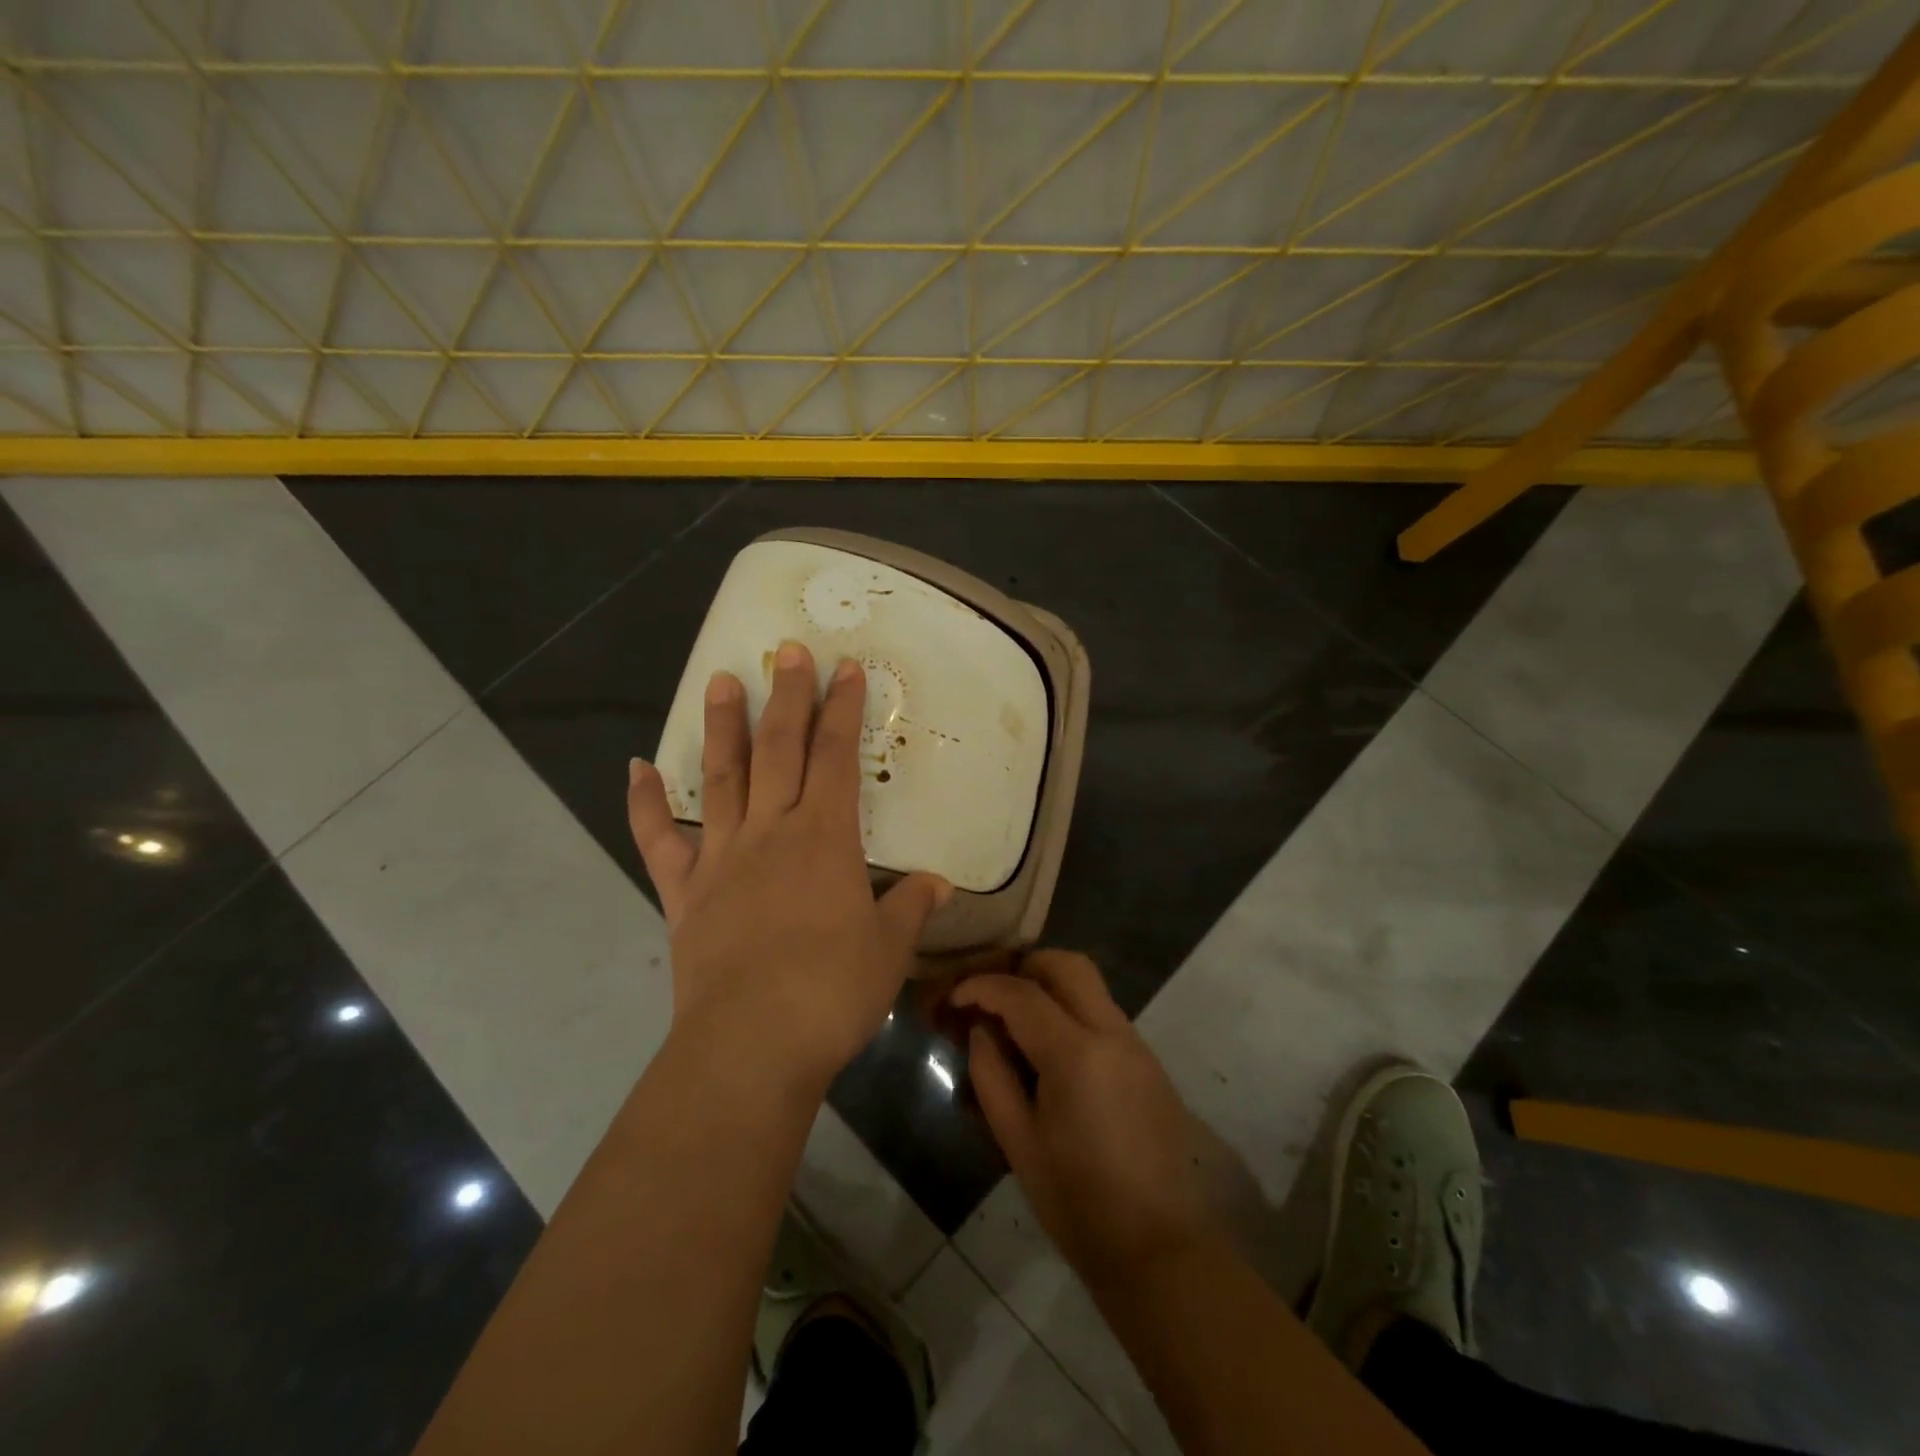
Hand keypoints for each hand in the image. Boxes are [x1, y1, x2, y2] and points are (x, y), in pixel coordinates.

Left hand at [626, 640, 950, 1093]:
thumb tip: (939, 884)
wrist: (753, 1044)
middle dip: (788, 697)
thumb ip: (911, 907)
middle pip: (780, 750)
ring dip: (723, 727)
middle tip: (788, 650)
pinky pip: (659, 840)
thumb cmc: (833, 991)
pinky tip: (635, 768)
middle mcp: (771, 832)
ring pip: (721, 778)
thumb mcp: (889, 949)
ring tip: (720, 680)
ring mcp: (721, 858)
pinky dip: (645, 803)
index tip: (846, 669)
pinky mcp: (684, 892)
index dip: (843, 710)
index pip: (838, 758)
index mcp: (825, 838)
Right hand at [955, 951, 1212, 1288]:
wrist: (1159, 1248)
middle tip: (993, 994)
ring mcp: (1136, 1044)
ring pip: (1090, 985)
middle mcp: (1112, 1033)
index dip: (982, 987)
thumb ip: (992, 1076)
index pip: (1022, 994)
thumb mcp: (1019, 1143)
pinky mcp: (1148, 1062)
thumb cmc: (1078, 1203)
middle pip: (1068, 965)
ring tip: (1015, 1020)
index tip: (955, 996)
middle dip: (1025, 966)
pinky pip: (1104, 1013)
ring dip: (1050, 986)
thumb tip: (981, 1032)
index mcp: (1076, 1054)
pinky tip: (1050, 1049)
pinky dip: (1072, 1010)